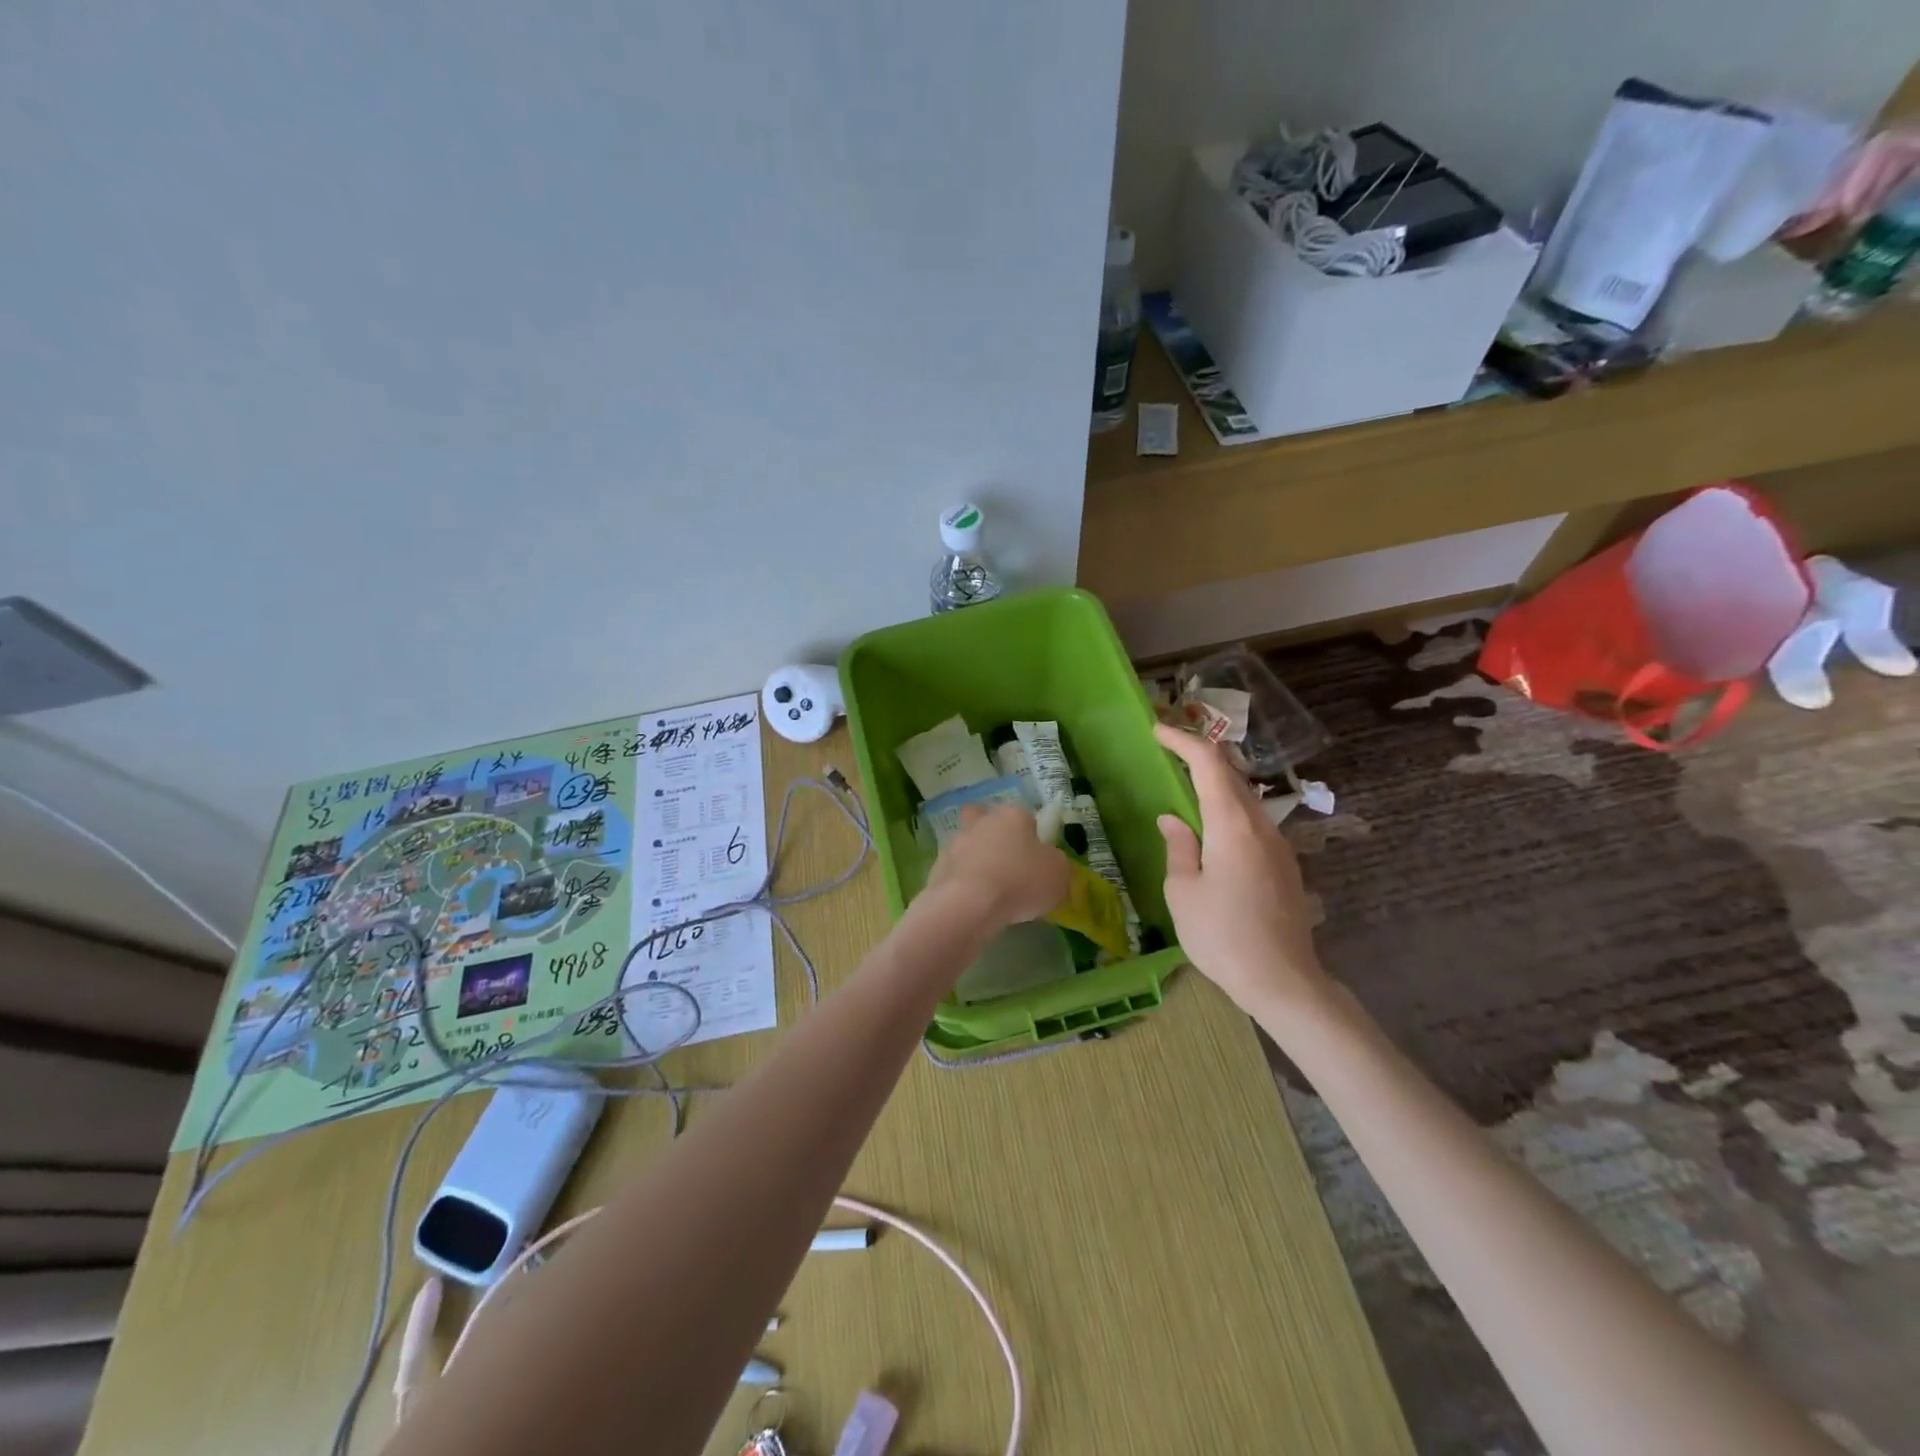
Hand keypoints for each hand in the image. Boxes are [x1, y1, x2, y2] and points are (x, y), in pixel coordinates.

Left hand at [925, 803, 1070, 927]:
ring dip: (975, 859)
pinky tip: (972, 902)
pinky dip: (962, 882)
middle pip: (987, 819)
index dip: (1032, 835)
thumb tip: (1048, 862)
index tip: (1036, 859)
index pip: (1026, 815)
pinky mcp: (937, 866)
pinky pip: (955, 870)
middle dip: (994, 835)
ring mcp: (955, 842)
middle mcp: (982, 821)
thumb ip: (1055, 863)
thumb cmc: (1020, 881)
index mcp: (1013, 815)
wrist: (969, 904)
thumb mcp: (1058, 874)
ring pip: (967, 843)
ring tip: (988, 889)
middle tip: (1006, 862)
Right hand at [1153, 725, 1326, 1012]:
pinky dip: (1228, 808)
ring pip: (1245, 798)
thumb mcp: (1182, 891)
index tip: (1157, 731)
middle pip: (1231, 774)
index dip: (1183, 741)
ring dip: (1216, 782)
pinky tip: (1212, 827)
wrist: (1283, 981)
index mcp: (1232, 824)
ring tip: (1186, 784)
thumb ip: (1178, 847)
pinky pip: (1253, 822)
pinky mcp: (1284, 865)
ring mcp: (1278, 845)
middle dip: (1200, 755)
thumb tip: (1173, 819)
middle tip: (1169, 750)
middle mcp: (1261, 825)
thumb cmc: (1222, 935)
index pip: (1209, 764)